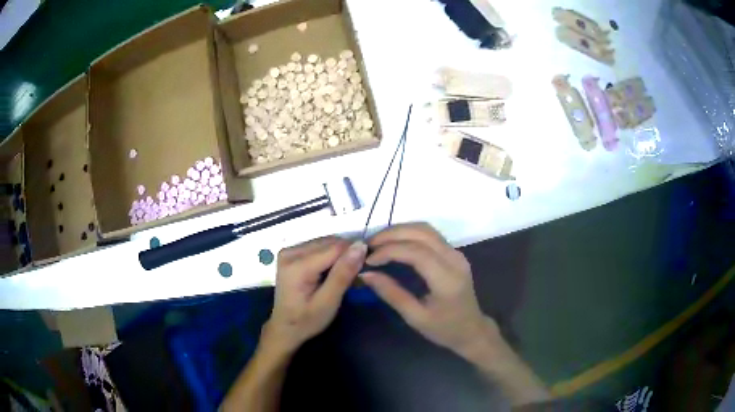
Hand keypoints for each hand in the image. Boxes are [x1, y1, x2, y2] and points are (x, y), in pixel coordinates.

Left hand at [265, 236, 366, 353]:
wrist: (285, 328)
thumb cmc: (307, 320)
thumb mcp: (328, 302)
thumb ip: (343, 274)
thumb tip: (361, 246)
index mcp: (297, 265)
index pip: (335, 247)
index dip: (354, 254)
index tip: (364, 270)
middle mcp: (290, 252)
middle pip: (330, 243)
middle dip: (346, 255)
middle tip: (355, 276)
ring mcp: (289, 251)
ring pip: (325, 243)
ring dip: (339, 255)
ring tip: (344, 275)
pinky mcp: (291, 253)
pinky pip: (318, 246)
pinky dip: (330, 256)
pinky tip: (332, 272)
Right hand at [362, 223, 499, 358]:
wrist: (472, 330)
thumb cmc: (443, 329)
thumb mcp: (415, 317)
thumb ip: (391, 293)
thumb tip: (365, 274)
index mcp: (447, 279)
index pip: (417, 252)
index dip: (389, 251)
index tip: (368, 260)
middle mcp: (455, 259)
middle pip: (422, 233)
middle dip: (392, 234)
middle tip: (369, 245)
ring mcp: (457, 253)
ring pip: (426, 229)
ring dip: (400, 231)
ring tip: (378, 243)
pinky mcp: (454, 252)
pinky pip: (430, 235)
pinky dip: (409, 234)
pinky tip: (394, 243)